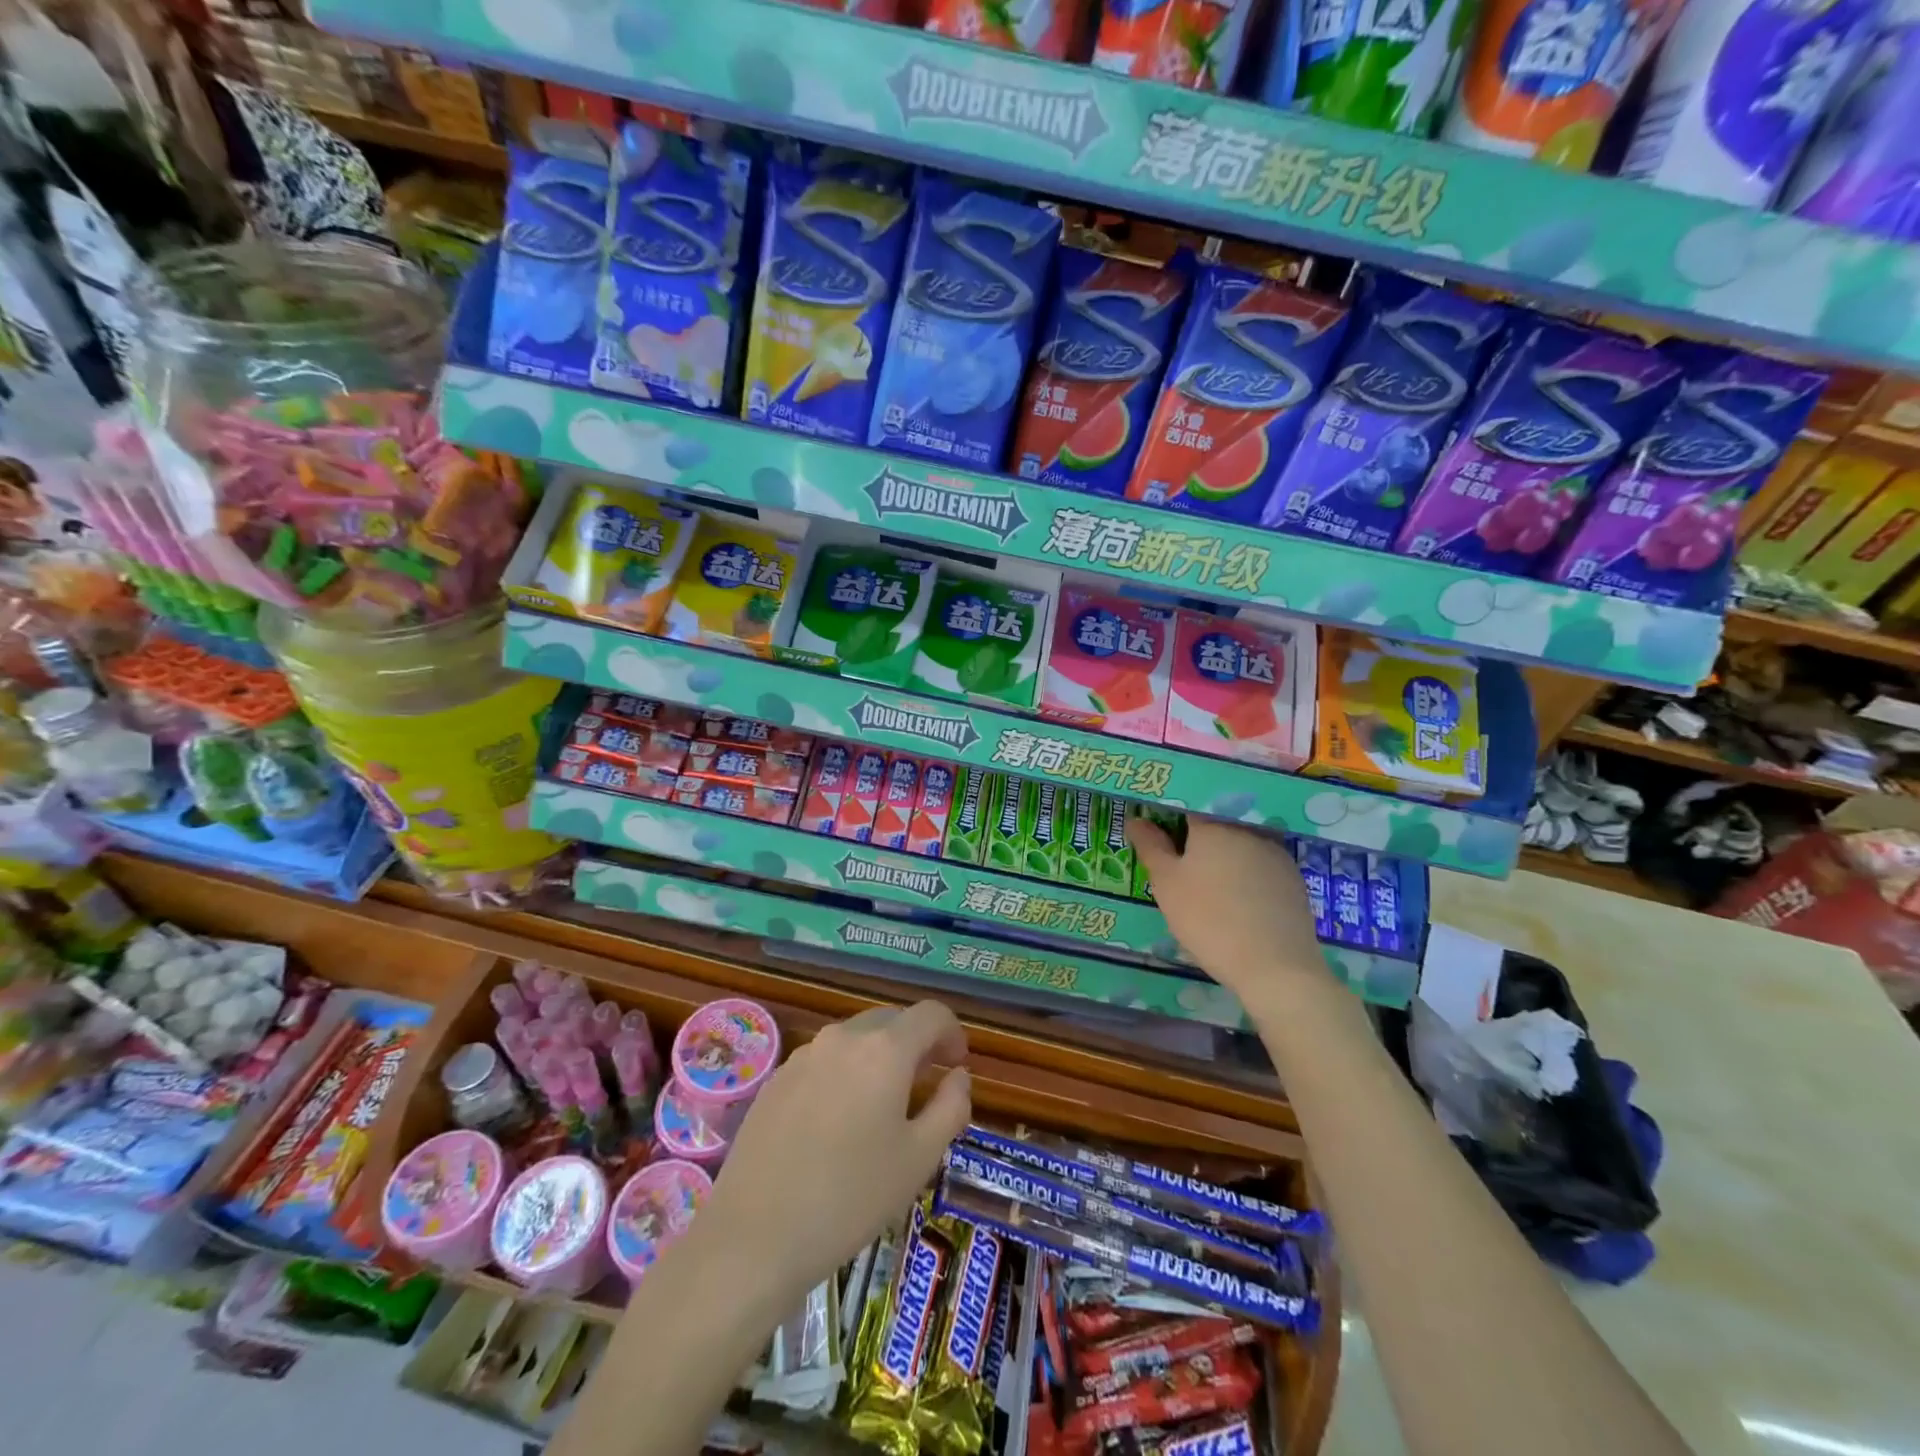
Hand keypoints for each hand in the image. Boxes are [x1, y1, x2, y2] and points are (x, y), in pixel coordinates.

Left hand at [701, 1001, 970, 1301]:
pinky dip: (844, 1074)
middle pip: (892, 1021)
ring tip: (882, 1106)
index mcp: (884, 1050)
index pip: (930, 1013)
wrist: (754, 1236)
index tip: (958, 1062)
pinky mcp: (776, 1079)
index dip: (952, 1031)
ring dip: (878, 1058)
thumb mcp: (919, 1159)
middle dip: (915, 1043)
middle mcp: (843, 1037)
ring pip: (855, 1039)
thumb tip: (958, 1075)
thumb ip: (951, 1107)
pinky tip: (838, 1122)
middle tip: (926, 1085)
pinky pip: (824, 1060)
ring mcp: (804, 1055)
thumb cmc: (850, 1197)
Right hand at [1127, 816, 1327, 1003]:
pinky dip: (1248, 876)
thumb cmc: (1208, 919)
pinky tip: (1240, 903)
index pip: (1187, 806)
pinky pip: (1262, 866)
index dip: (1171, 818)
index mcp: (1212, 825)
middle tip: (1183, 870)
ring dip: (1225, 858)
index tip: (1161, 838)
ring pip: (1241, 845)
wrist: (1275, 966)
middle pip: (1216, 825)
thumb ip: (1150, 846)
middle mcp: (1246, 830)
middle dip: (1198, 841)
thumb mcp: (1166, 884)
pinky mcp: (1294, 878)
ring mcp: (1275, 853)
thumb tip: (1135, 819)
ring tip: (1212, 890)